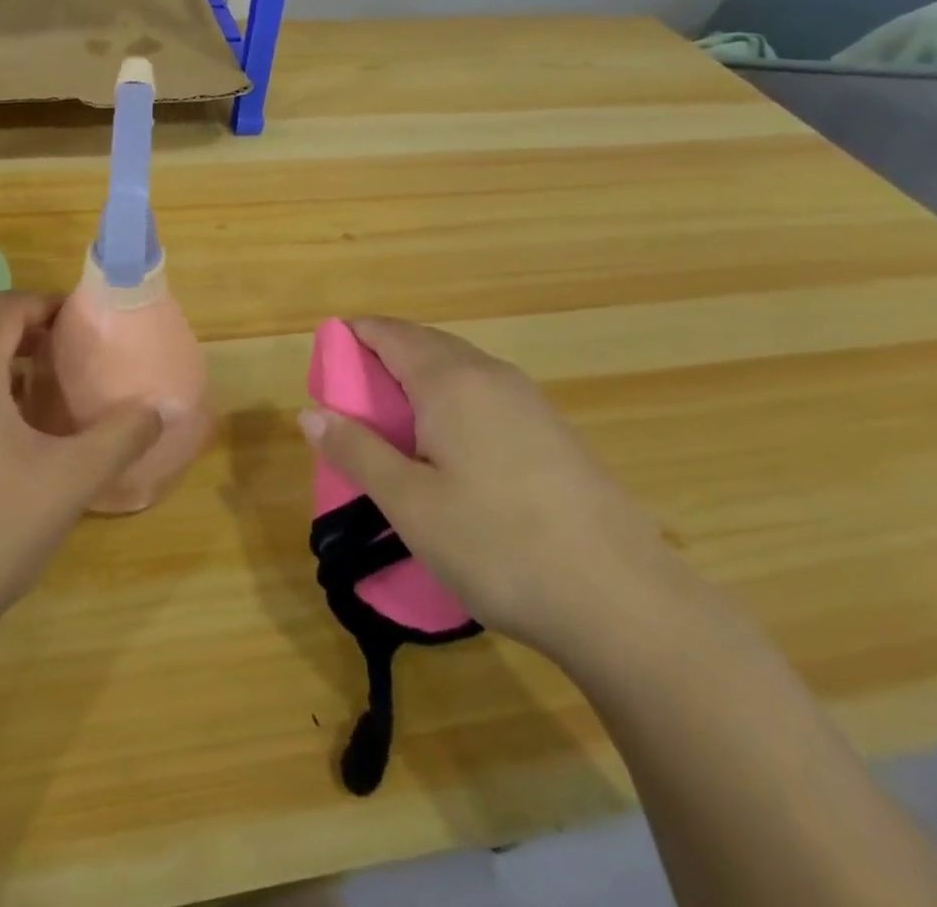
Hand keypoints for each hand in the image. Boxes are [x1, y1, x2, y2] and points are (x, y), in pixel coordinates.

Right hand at [299, 317, 679, 661]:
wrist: (625, 603)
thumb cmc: (499, 545)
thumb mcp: (410, 504)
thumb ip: (356, 451)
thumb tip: (310, 413)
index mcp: (451, 380)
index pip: (389, 333)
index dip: (352, 337)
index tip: (324, 365)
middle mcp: (491, 375)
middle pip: (424, 344)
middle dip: (381, 359)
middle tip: (350, 401)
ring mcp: (529, 401)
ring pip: (458, 370)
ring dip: (417, 382)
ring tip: (393, 427)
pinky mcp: (553, 431)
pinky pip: (485, 395)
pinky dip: (451, 403)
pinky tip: (449, 451)